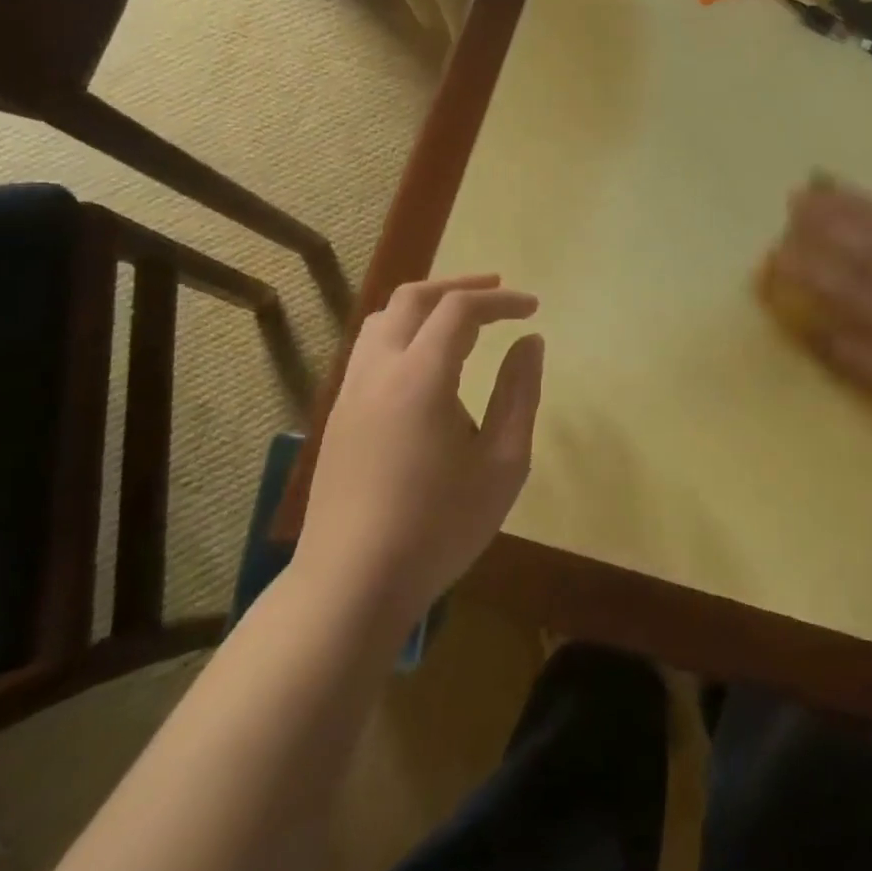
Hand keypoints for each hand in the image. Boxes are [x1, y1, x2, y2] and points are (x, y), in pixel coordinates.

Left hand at [297, 275, 542, 622]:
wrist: (352, 584)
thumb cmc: (439, 527)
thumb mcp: (502, 464)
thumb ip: (519, 393)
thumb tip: (530, 343)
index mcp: (421, 376)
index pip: (460, 309)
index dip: (501, 300)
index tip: (533, 308)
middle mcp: (378, 369)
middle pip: (413, 297)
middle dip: (458, 286)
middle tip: (497, 291)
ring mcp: (350, 390)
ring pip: (383, 319)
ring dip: (425, 305)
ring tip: (461, 317)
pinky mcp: (338, 414)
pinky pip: (370, 348)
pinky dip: (403, 331)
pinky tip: (424, 360)